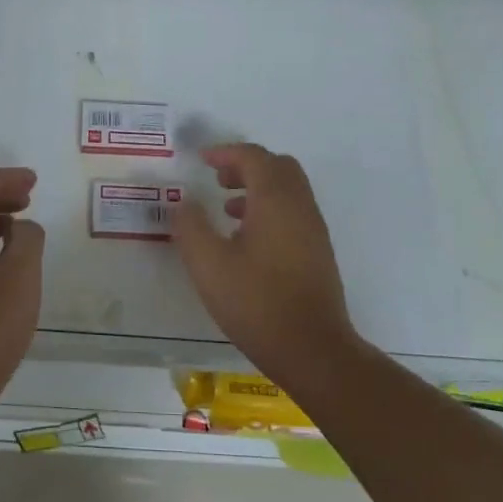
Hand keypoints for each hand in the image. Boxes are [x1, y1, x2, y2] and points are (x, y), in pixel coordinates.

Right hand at [169, 143, 360, 383]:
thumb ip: (191, 227)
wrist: (312, 349)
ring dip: (258, 188)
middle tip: (217, 180)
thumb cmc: (257, 302)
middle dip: (246, 166)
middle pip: (278, 167)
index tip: (201, 160)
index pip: (254, 157)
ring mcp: (314, 230)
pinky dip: (270, 209)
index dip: (226, 152)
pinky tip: (247, 240)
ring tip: (227, 209)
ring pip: (288, 191)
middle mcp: (300, 207)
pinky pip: (294, 212)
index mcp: (275, 200)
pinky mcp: (318, 253)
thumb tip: (184, 202)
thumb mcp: (208, 265)